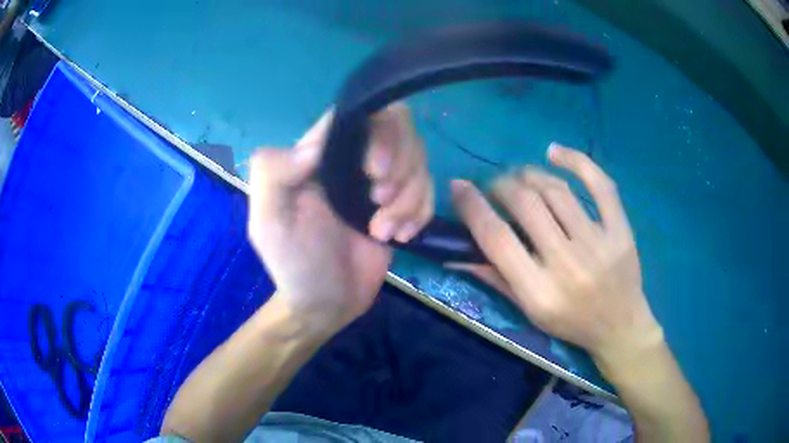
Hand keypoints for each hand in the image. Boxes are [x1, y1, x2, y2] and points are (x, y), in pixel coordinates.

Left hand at [247, 104, 431, 333]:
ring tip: (383, 231)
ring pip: (419, 159)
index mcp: (321, 154)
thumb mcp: (269, 222)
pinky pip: (429, 189)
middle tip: (379, 204)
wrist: (327, 305)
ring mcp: (382, 181)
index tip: (375, 173)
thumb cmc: (295, 265)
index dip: (379, 134)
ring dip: (409, 198)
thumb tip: (315, 144)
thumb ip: (273, 174)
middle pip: (400, 127)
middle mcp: (354, 158)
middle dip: (400, 166)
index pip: (362, 113)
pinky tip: (399, 237)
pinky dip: (420, 213)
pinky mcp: (403, 205)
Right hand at [449, 144, 661, 365]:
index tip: (459, 186)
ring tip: (520, 177)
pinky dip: (577, 161)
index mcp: (539, 291)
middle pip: (526, 205)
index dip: (472, 207)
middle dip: (501, 185)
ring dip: (529, 175)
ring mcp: (598, 243)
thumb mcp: (529, 311)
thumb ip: (495, 278)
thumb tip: (457, 251)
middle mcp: (567, 263)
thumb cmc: (571, 323)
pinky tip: (554, 152)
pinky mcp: (620, 229)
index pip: (497, 238)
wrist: (620, 327)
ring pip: (556, 190)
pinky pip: (601, 185)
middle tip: (495, 186)